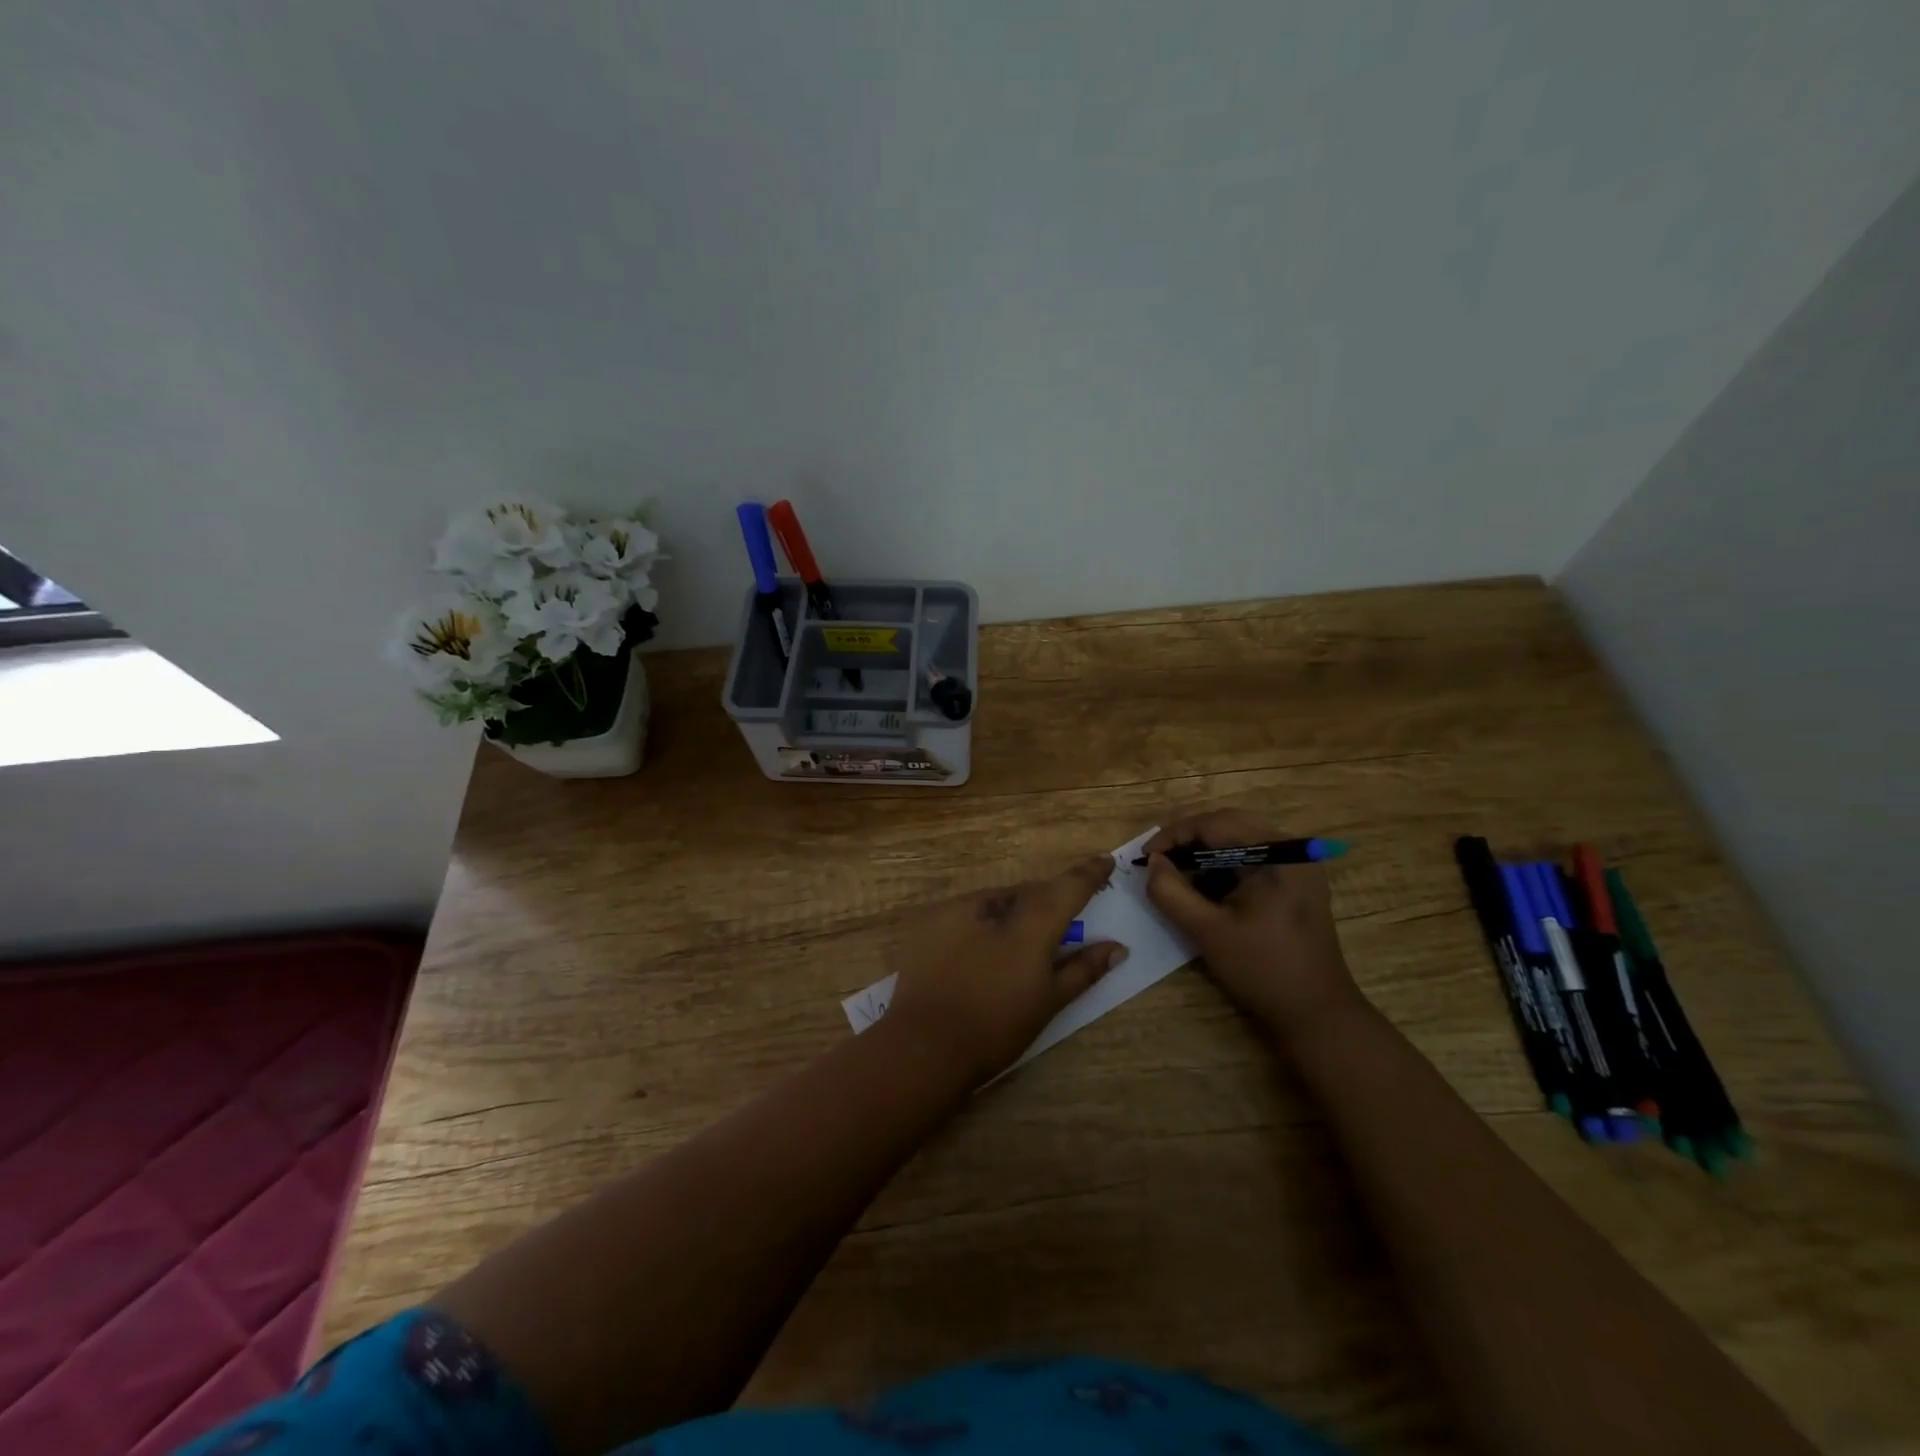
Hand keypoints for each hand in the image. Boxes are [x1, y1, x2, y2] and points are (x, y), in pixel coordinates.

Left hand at [883, 855, 1129, 1085]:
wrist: (924, 1044)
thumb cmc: (997, 1026)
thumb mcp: (1049, 1001)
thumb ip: (1084, 968)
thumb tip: (1117, 947)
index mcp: (1030, 920)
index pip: (1068, 886)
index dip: (1089, 873)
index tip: (1105, 861)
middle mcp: (994, 901)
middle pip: (1030, 893)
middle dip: (1047, 903)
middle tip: (1058, 926)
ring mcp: (956, 907)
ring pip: (997, 900)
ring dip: (1012, 913)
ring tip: (1013, 947)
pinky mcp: (929, 920)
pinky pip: (967, 912)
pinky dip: (981, 923)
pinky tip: (977, 952)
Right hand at [1143, 809, 1363, 1038]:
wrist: (1317, 1013)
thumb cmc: (1262, 970)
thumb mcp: (1206, 931)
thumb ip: (1171, 892)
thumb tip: (1153, 862)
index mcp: (1276, 855)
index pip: (1215, 823)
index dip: (1174, 834)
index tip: (1145, 856)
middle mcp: (1292, 849)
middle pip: (1229, 823)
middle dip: (1189, 838)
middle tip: (1158, 860)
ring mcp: (1299, 864)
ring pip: (1240, 837)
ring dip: (1205, 849)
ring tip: (1176, 872)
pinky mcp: (1298, 880)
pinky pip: (1254, 855)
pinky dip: (1225, 863)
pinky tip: (1206, 885)